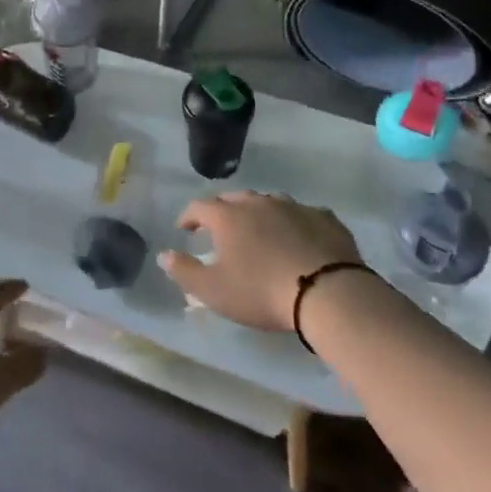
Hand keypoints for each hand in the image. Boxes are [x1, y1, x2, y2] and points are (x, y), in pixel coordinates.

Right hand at [158, 191, 361, 330]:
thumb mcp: (214, 290)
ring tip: (259, 229)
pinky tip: (299, 236)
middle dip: (223, 211)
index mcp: (228, 216)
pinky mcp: (325, 218)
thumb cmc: (262, 292)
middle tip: (220, 228)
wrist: (327, 293)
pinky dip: (295, 222)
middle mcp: (258, 203)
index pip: (199, 207)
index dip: (188, 217)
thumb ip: (184, 271)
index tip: (184, 229)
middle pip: (234, 199)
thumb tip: (163, 255)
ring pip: (269, 201)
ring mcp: (294, 206)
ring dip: (259, 212)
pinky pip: (304, 214)